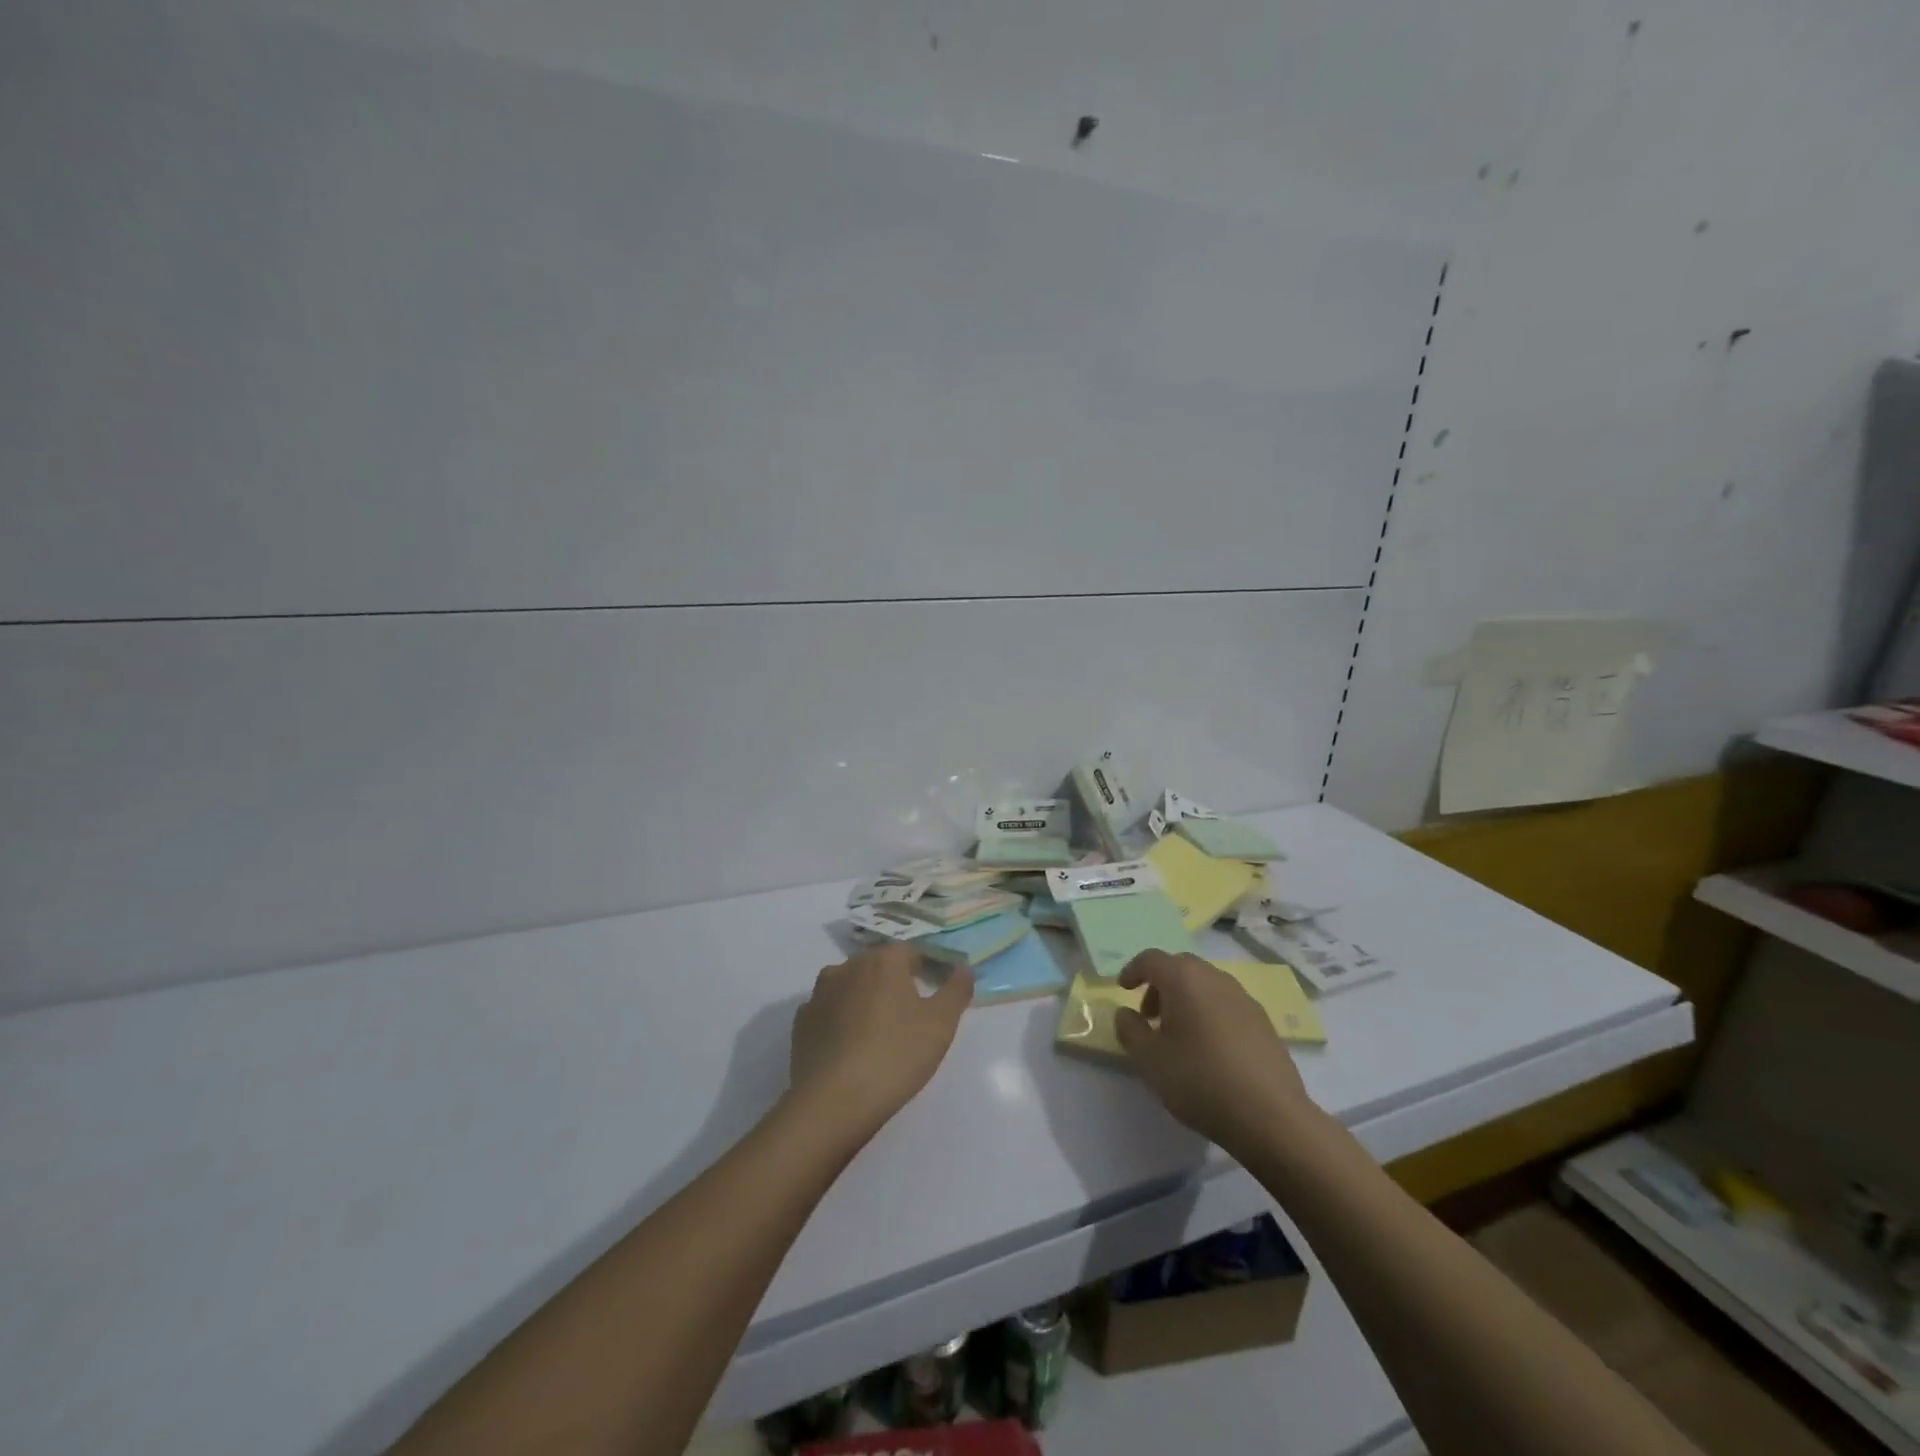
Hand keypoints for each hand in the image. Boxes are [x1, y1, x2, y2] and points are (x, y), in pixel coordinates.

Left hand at [789, 943, 972, 1136]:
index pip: (911, 952)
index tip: (936, 991)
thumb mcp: (941, 1024)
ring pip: (849, 986)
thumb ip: (956, 990)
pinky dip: (839, 1021)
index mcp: (883, 961)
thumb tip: (964, 967)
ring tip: (877, 1031)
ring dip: (864, 999)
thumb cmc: (896, 1055)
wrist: (834, 1101)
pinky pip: (828, 1012)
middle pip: (878, 966)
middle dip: (894, 983)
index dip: (926, 968)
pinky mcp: (801, 1022)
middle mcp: (848, 967)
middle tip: (910, 1015)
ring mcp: (819, 994)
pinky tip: (849, 1047)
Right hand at [1114, 951, 1318, 1150]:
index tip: (1123, 989)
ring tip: (1178, 1034)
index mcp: (1184, 979)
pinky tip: (1209, 1048)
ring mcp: (1243, 998)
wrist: (1271, 1116)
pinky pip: (1226, 1003)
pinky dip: (1209, 1012)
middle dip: (1160, 985)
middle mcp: (1215, 978)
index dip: (1133, 970)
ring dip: (1185, 998)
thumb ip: (1130, 1030)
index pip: (1151, 959)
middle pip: (1180, 967)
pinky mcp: (1263, 1021)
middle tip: (1149, 1015)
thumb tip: (1125, 1013)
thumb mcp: (1150, 1060)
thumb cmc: (1200, 1081)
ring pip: (1205, 984)